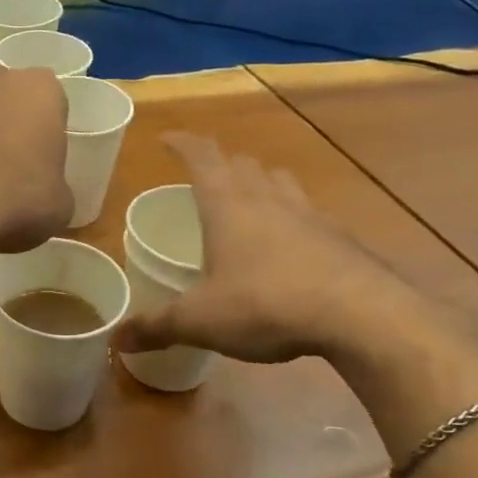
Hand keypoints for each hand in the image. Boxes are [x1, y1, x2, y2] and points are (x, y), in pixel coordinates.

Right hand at [117, 132, 439, 363]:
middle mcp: (268, 200)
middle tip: (204, 177)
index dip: (182, 143)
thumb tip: (115, 339)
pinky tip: (291, 245)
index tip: (166, 138)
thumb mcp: (200, 320)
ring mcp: (310, 216)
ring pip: (280, 182)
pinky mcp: (341, 240)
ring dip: (260, 182)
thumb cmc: (265, 304)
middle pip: (242, 164)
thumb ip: (156, 327)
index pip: (201, 157)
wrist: (362, 317)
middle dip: (221, 164)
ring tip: (249, 198)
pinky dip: (293, 218)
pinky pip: (309, 214)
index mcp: (227, 206)